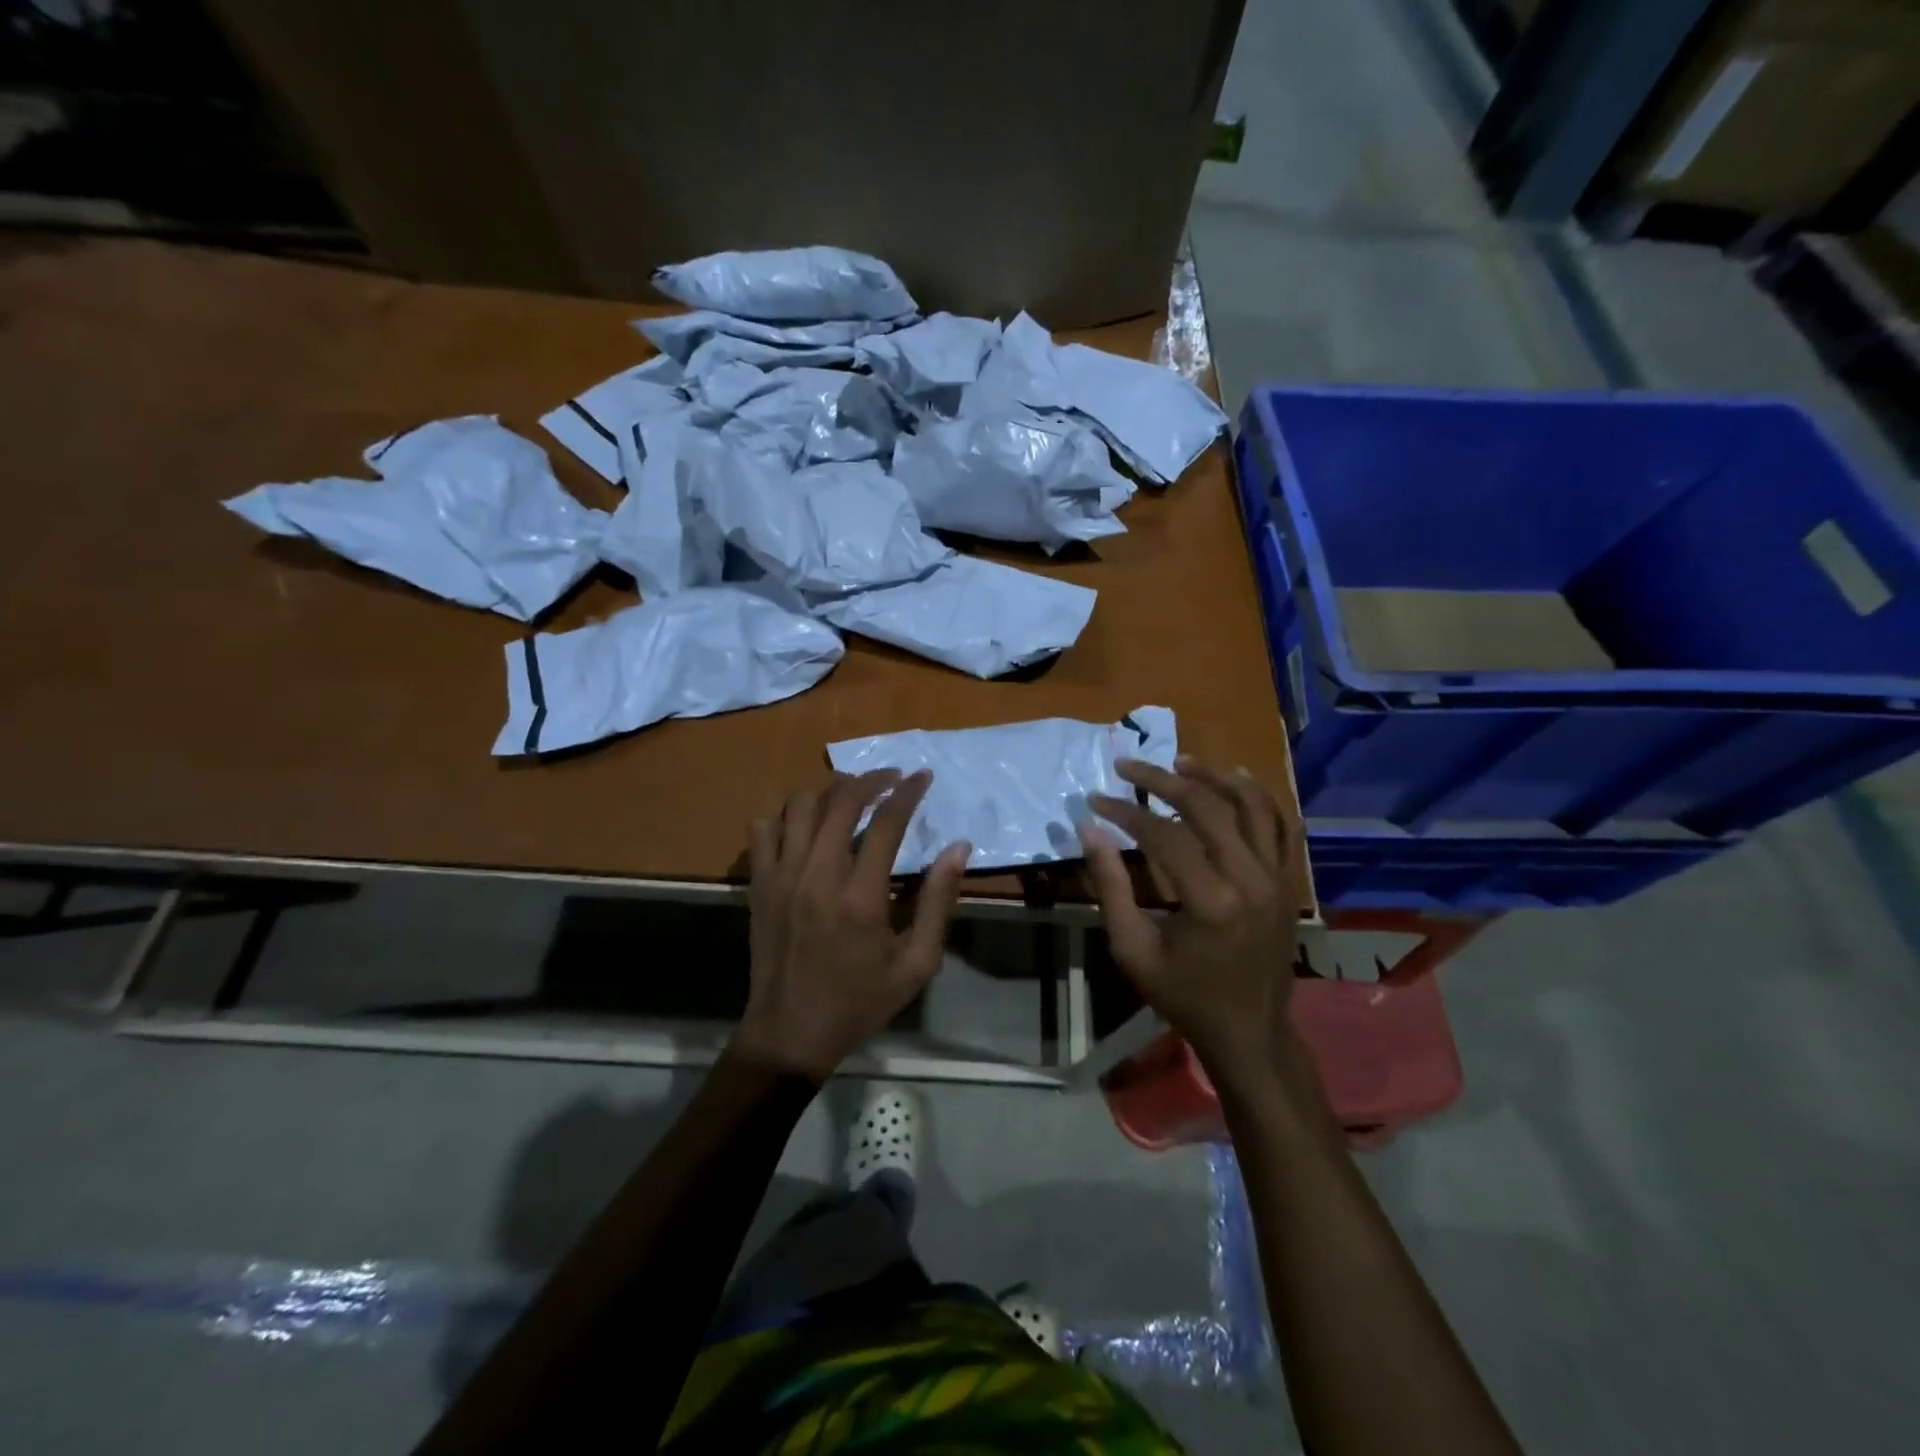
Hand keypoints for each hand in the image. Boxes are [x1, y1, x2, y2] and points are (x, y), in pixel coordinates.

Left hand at [734, 770, 970, 1081]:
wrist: (790, 1033)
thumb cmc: (860, 1001)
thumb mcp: (916, 964)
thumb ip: (939, 902)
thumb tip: (958, 848)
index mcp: (860, 897)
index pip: (886, 823)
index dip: (908, 792)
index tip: (922, 777)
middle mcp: (817, 875)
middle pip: (841, 801)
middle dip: (871, 779)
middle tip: (891, 779)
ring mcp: (780, 876)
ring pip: (799, 805)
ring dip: (829, 791)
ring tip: (850, 795)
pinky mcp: (758, 884)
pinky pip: (762, 827)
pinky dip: (785, 814)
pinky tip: (805, 823)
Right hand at [1081, 757, 1305, 1080]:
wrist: (1249, 1031)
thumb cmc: (1184, 996)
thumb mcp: (1133, 950)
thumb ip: (1111, 887)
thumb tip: (1089, 829)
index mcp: (1211, 902)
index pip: (1163, 835)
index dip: (1125, 812)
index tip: (1097, 799)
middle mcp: (1252, 879)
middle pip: (1208, 807)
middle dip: (1162, 780)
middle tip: (1128, 766)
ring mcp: (1279, 878)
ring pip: (1253, 804)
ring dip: (1215, 776)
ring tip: (1180, 761)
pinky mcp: (1290, 881)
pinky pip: (1282, 824)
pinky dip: (1260, 796)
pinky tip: (1236, 778)